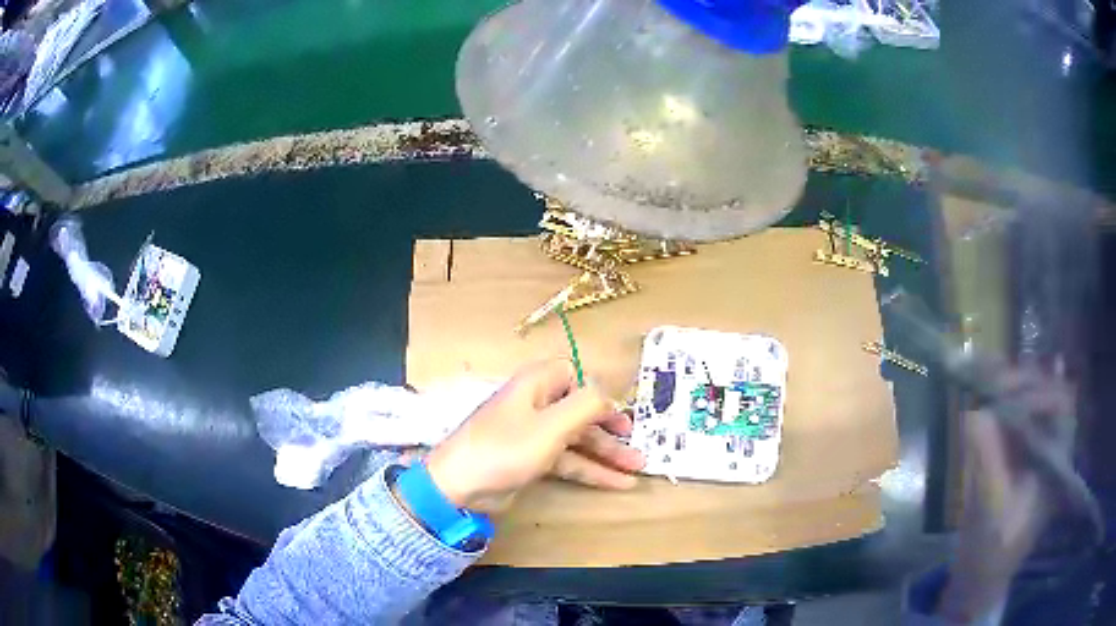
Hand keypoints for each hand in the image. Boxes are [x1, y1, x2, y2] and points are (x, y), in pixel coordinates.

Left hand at [425, 359, 644, 513]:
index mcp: (538, 383)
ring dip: (607, 452)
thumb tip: (610, 394)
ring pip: (578, 437)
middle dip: (611, 428)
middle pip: (582, 410)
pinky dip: (591, 469)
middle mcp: (538, 403)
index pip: (577, 376)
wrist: (461, 485)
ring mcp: (534, 433)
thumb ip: (587, 405)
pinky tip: (617, 483)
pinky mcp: (532, 458)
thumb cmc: (505, 448)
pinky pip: (569, 458)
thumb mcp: (551, 425)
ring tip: (638, 467)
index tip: (621, 414)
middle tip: (638, 442)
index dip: (600, 393)